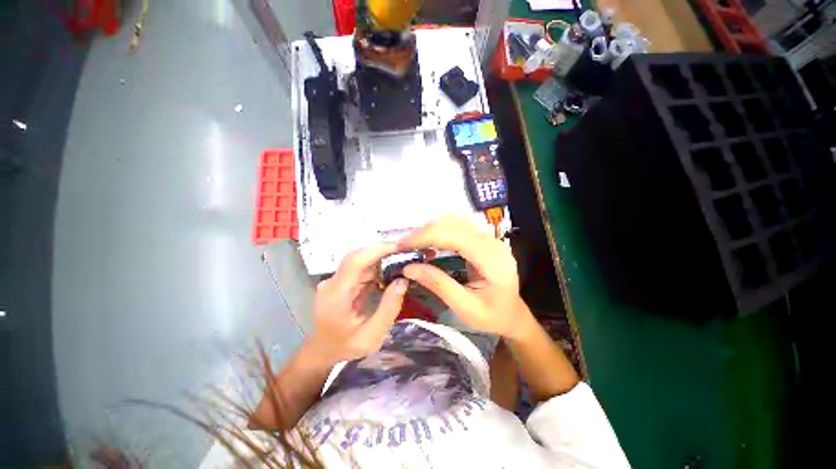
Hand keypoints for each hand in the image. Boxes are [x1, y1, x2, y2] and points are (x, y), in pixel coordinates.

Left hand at [309, 243, 408, 364]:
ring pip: (361, 260)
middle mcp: (333, 282)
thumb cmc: (346, 347)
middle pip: (358, 257)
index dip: (376, 250)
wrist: (323, 351)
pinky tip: (391, 269)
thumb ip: (388, 309)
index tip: (398, 246)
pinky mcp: (343, 281)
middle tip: (406, 250)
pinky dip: (377, 266)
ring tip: (402, 257)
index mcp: (336, 295)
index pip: (354, 261)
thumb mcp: (371, 337)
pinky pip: (361, 268)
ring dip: (382, 257)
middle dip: (382, 250)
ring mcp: (337, 280)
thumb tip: (403, 281)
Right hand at [398, 215, 533, 338]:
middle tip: (404, 245)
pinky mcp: (483, 240)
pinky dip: (440, 231)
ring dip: (431, 229)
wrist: (513, 314)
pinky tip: (429, 242)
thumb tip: (409, 268)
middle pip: (455, 224)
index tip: (403, 245)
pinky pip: (459, 227)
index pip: (456, 236)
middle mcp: (492, 243)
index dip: (427, 236)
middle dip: (425, 232)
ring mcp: (489, 239)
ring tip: (413, 243)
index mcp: (492, 260)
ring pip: (456, 221)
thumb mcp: (465, 308)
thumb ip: (439, 285)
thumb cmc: (493, 316)